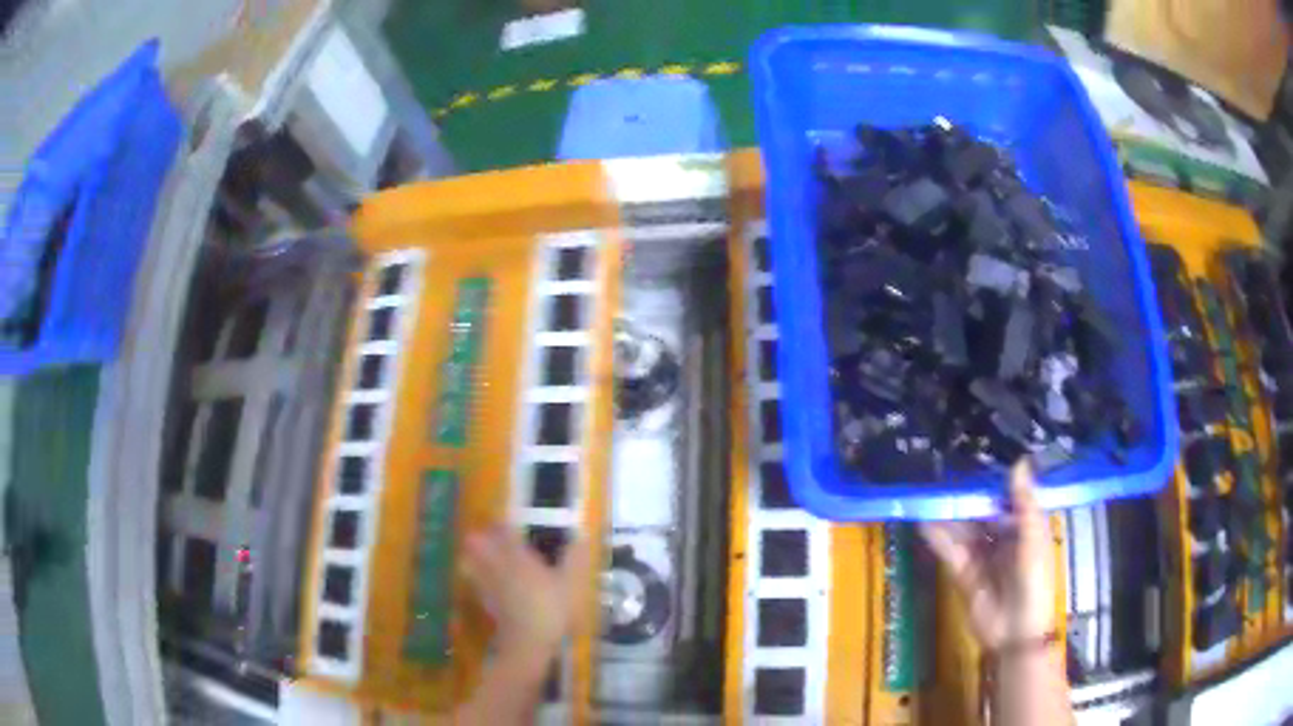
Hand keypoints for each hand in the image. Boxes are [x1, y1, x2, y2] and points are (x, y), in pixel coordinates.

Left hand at [462, 526, 590, 662]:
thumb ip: (575, 560)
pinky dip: (474, 574)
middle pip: (482, 545)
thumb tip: (582, 537)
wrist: (528, 641)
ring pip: (473, 561)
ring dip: (472, 553)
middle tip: (486, 533)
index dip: (503, 525)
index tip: (504, 520)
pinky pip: (475, 581)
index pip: (506, 534)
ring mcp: (490, 584)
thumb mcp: (571, 584)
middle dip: (481, 537)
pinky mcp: (486, 601)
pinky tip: (479, 577)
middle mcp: (501, 566)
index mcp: (520, 558)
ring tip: (475, 550)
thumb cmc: (551, 609)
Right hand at [919, 459, 1055, 649]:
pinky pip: (949, 550)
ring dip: (948, 513)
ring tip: (930, 490)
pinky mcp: (962, 573)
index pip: (1007, 498)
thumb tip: (1018, 460)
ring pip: (963, 528)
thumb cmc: (1034, 580)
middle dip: (966, 495)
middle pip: (981, 512)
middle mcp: (1001, 538)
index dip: (993, 481)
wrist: (1016, 631)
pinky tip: (924, 519)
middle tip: (946, 470)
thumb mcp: (1033, 538)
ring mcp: (981, 556)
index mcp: (1024, 528)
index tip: (978, 456)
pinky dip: (937, 536)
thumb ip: (1024, 502)